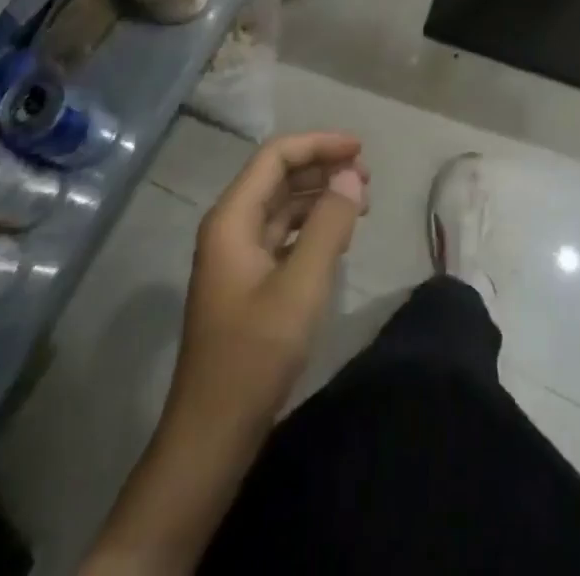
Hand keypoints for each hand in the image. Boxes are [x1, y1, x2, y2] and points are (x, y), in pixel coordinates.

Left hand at [171, 132, 368, 433]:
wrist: (212, 434)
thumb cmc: (254, 355)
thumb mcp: (301, 286)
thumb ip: (329, 225)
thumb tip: (350, 176)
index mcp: (232, 219)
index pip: (276, 157)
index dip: (318, 144)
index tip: (359, 149)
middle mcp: (230, 227)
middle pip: (278, 176)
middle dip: (322, 168)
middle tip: (367, 180)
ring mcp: (236, 256)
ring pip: (282, 206)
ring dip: (320, 196)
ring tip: (361, 203)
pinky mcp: (247, 282)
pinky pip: (283, 235)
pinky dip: (312, 226)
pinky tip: (338, 237)